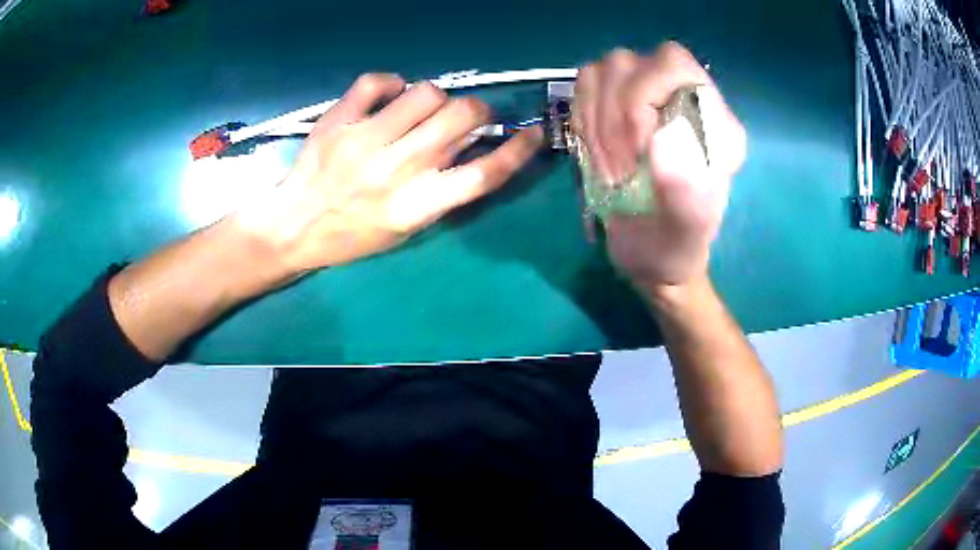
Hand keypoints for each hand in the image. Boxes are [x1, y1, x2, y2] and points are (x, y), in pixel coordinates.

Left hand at [233, 73, 542, 275]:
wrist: (293, 227)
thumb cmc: (353, 235)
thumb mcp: (405, 227)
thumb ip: (442, 191)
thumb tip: (472, 147)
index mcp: (417, 206)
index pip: (483, 174)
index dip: (518, 150)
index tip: (532, 132)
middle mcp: (396, 170)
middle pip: (462, 117)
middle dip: (476, 110)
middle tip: (466, 115)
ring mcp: (365, 140)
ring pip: (426, 92)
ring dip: (434, 96)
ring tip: (421, 108)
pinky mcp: (338, 120)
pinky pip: (377, 81)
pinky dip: (391, 83)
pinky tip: (388, 96)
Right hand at [574, 43, 745, 289]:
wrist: (651, 254)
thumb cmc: (675, 243)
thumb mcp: (688, 227)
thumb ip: (686, 186)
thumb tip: (662, 138)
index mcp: (713, 118)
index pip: (673, 64)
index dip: (643, 97)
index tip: (638, 151)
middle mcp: (680, 97)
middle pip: (627, 63)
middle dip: (613, 115)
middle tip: (620, 167)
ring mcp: (644, 98)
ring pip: (600, 71)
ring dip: (594, 121)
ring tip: (609, 165)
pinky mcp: (614, 107)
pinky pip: (583, 87)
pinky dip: (581, 119)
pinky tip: (596, 152)